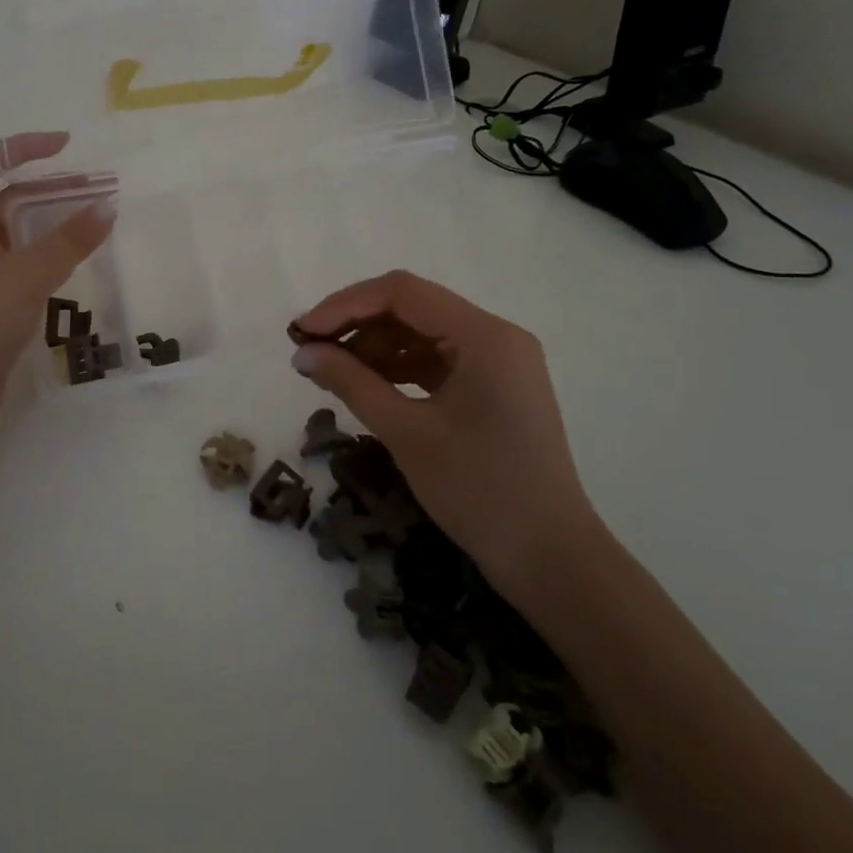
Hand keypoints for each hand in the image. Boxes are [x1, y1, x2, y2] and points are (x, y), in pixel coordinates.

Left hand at [0, 133, 113, 446]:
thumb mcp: (25, 275)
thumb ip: (68, 241)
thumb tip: (108, 205)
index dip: (20, 147)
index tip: (65, 147)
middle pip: (6, 199)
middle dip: (49, 189)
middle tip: (96, 190)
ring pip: (17, 237)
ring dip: (52, 225)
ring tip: (96, 223)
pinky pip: (22, 269)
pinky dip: (48, 259)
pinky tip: (75, 266)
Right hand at [290, 270, 598, 601]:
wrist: (550, 559)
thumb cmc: (480, 491)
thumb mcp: (406, 433)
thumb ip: (351, 383)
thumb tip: (302, 353)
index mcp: (485, 336)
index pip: (403, 293)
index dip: (345, 305)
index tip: (303, 332)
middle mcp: (496, 336)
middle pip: (412, 308)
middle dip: (356, 325)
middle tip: (310, 352)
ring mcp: (499, 362)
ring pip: (421, 334)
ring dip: (374, 347)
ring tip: (330, 372)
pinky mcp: (494, 387)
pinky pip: (437, 361)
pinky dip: (398, 368)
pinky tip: (365, 385)